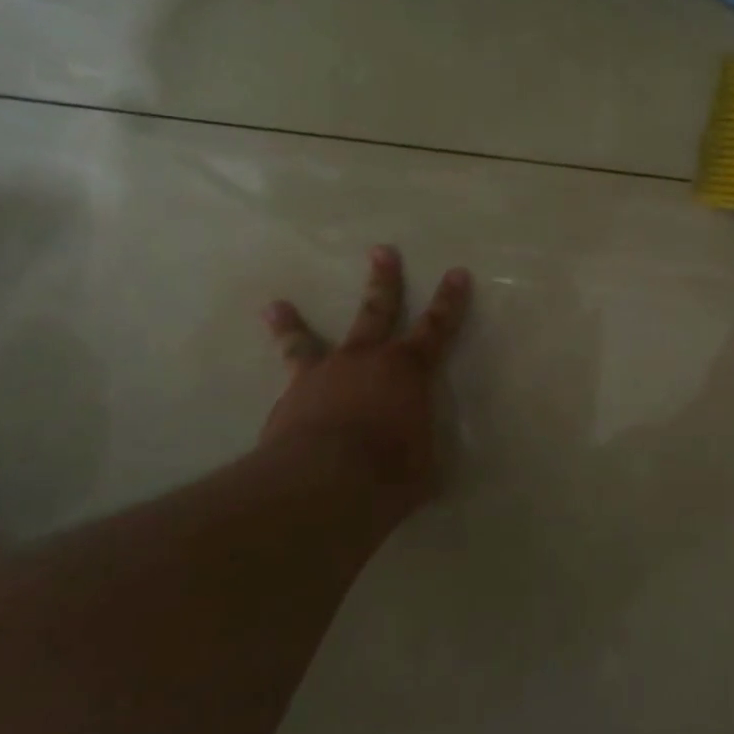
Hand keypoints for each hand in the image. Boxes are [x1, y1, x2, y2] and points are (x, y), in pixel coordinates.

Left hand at [260, 246, 471, 524]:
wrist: (323, 482)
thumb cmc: (390, 470)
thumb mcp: (424, 464)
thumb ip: (418, 446)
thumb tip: (416, 452)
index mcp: (408, 371)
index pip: (437, 329)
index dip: (449, 302)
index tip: (456, 273)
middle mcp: (365, 361)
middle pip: (377, 311)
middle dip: (383, 282)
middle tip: (382, 251)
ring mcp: (322, 376)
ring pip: (307, 341)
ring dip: (294, 324)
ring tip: (276, 305)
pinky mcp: (288, 400)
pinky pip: (284, 385)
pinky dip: (280, 384)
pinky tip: (277, 392)